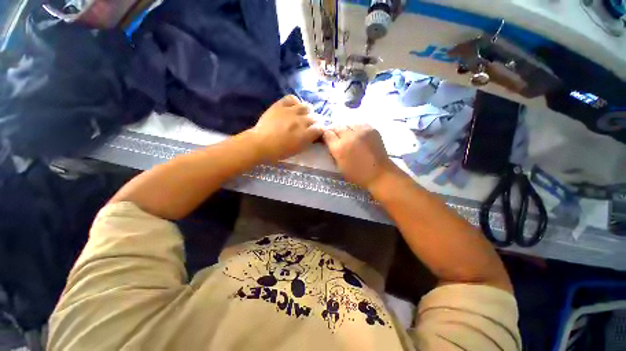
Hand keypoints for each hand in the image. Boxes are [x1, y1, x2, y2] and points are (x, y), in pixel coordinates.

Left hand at [249, 95, 322, 161]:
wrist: (260, 144)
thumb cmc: (279, 151)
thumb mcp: (297, 150)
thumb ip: (308, 141)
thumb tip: (314, 134)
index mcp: (305, 135)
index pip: (320, 128)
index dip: (320, 130)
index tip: (317, 132)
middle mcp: (300, 121)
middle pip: (315, 117)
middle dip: (315, 121)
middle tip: (310, 125)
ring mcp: (290, 112)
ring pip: (306, 106)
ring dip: (307, 111)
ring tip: (303, 115)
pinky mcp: (280, 105)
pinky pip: (292, 98)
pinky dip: (295, 102)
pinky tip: (294, 107)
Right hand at [323, 124, 396, 188]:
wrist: (379, 173)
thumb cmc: (357, 174)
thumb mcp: (339, 165)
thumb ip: (333, 152)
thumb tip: (330, 142)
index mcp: (339, 148)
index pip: (327, 134)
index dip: (326, 136)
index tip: (327, 139)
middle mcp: (349, 136)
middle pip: (337, 126)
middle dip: (335, 131)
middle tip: (337, 138)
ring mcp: (361, 131)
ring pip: (348, 124)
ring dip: (346, 129)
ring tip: (348, 136)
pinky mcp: (371, 129)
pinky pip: (359, 124)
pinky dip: (356, 129)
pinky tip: (358, 135)